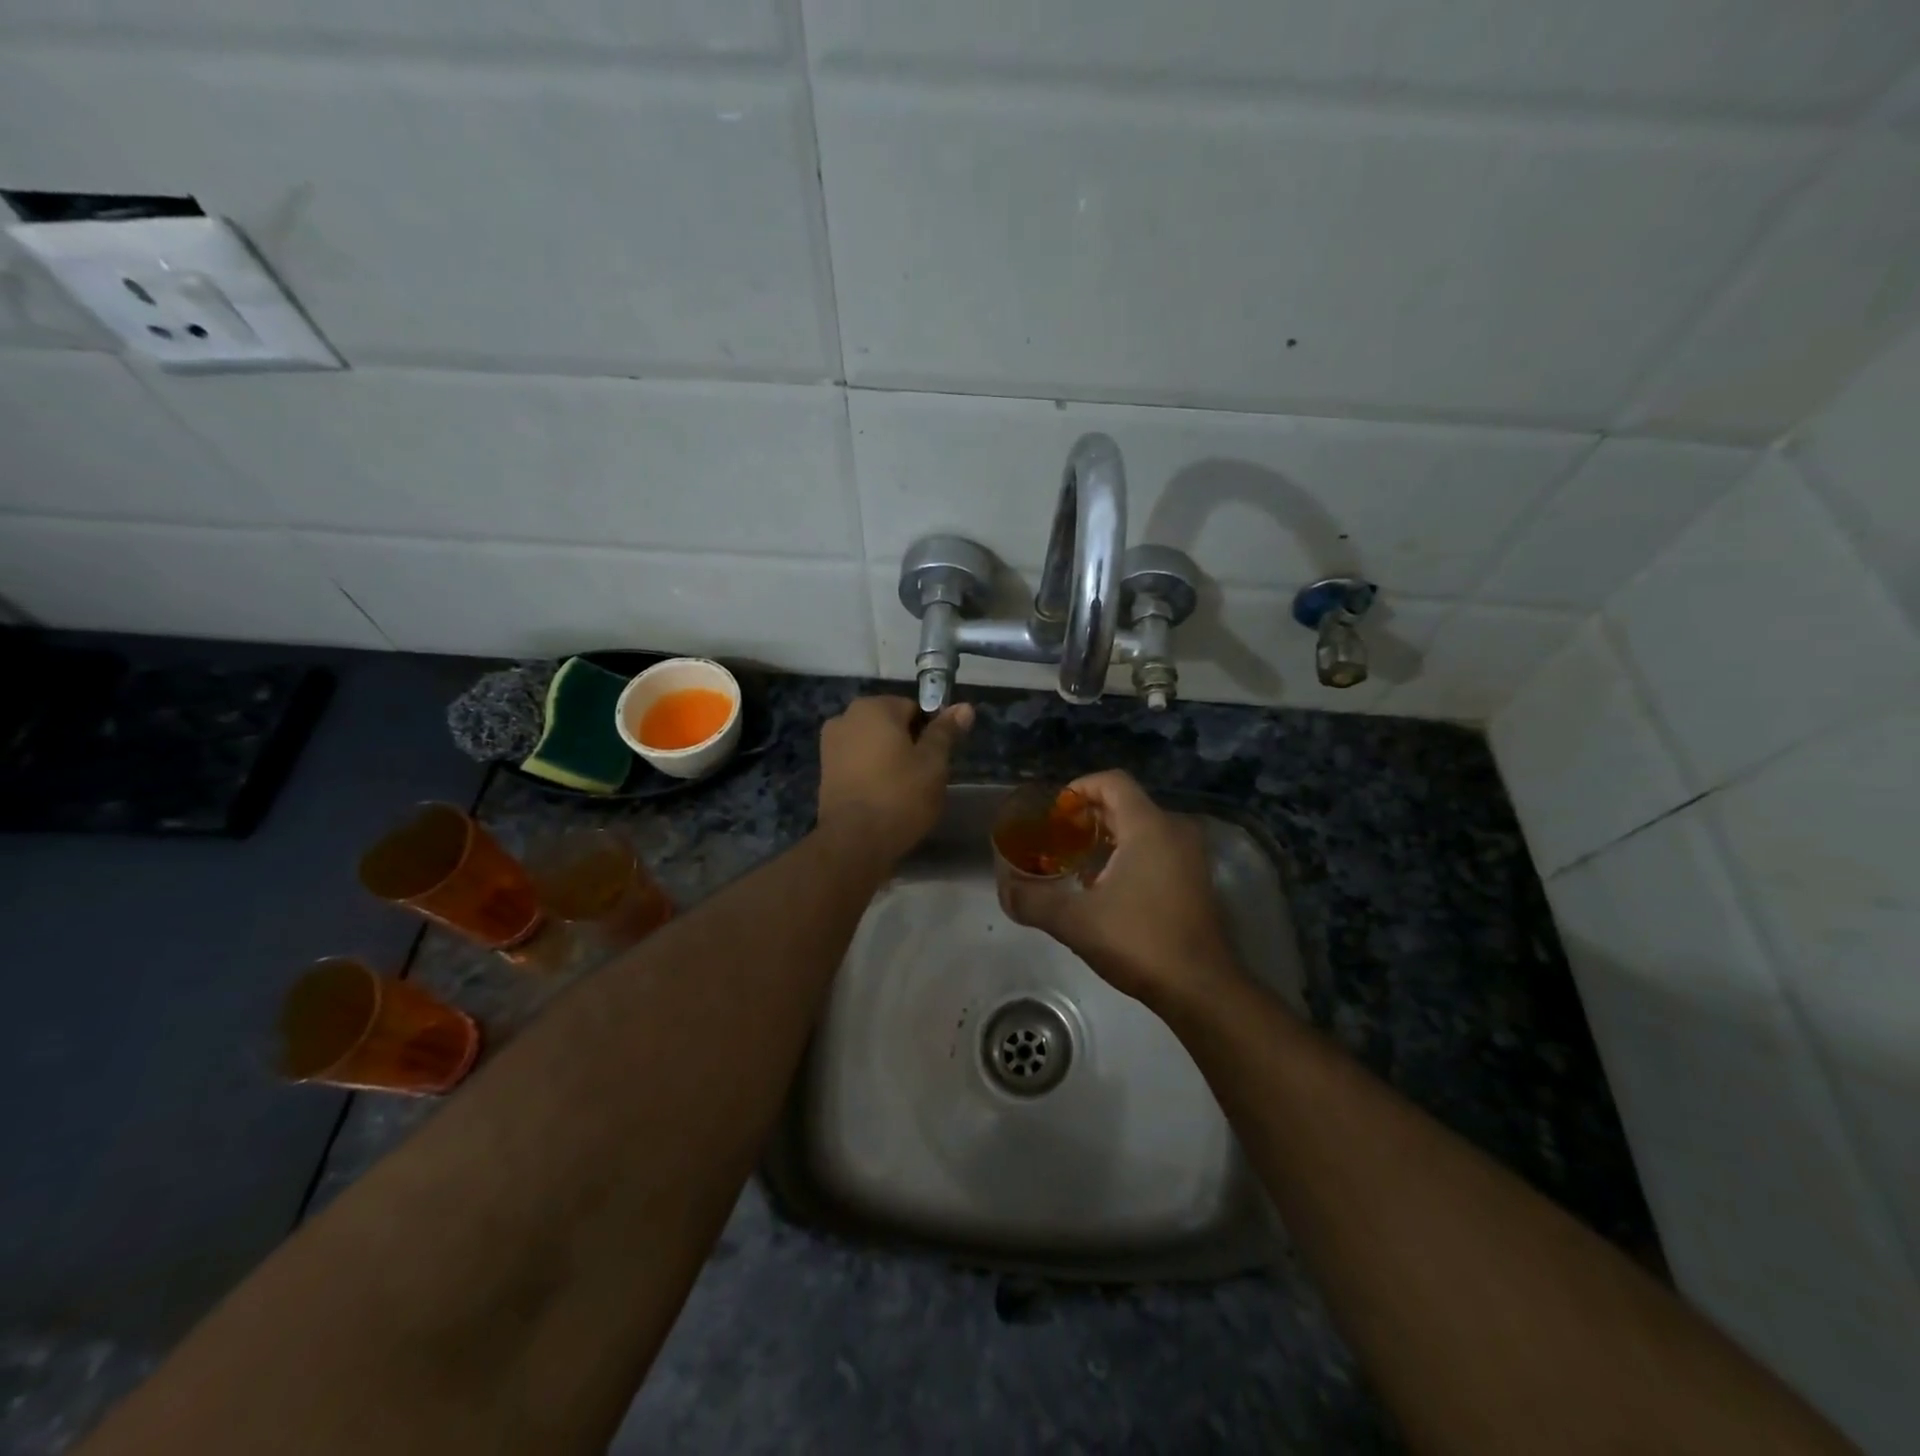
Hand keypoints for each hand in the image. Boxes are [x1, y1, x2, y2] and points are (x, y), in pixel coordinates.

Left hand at [817, 697, 973, 865]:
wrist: (854, 842)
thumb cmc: (900, 795)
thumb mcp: (933, 763)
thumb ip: (946, 731)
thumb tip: (964, 706)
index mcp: (873, 708)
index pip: (914, 707)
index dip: (931, 731)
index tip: (938, 758)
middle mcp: (845, 717)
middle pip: (890, 725)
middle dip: (908, 744)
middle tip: (924, 776)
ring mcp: (830, 745)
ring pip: (873, 745)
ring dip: (889, 759)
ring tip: (905, 790)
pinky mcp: (825, 772)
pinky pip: (857, 763)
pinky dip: (871, 773)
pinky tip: (883, 797)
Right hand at [999, 770, 1239, 1011]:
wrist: (1201, 988)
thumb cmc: (1139, 942)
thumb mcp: (1076, 922)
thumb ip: (1033, 901)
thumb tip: (1004, 890)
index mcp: (1149, 826)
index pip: (1112, 781)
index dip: (1078, 789)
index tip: (1054, 813)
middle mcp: (1174, 830)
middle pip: (1125, 803)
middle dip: (1087, 815)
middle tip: (1056, 838)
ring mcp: (1189, 855)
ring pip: (1141, 827)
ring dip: (1106, 837)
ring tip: (1074, 862)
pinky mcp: (1194, 879)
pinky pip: (1156, 848)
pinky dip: (1127, 854)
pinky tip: (1104, 886)